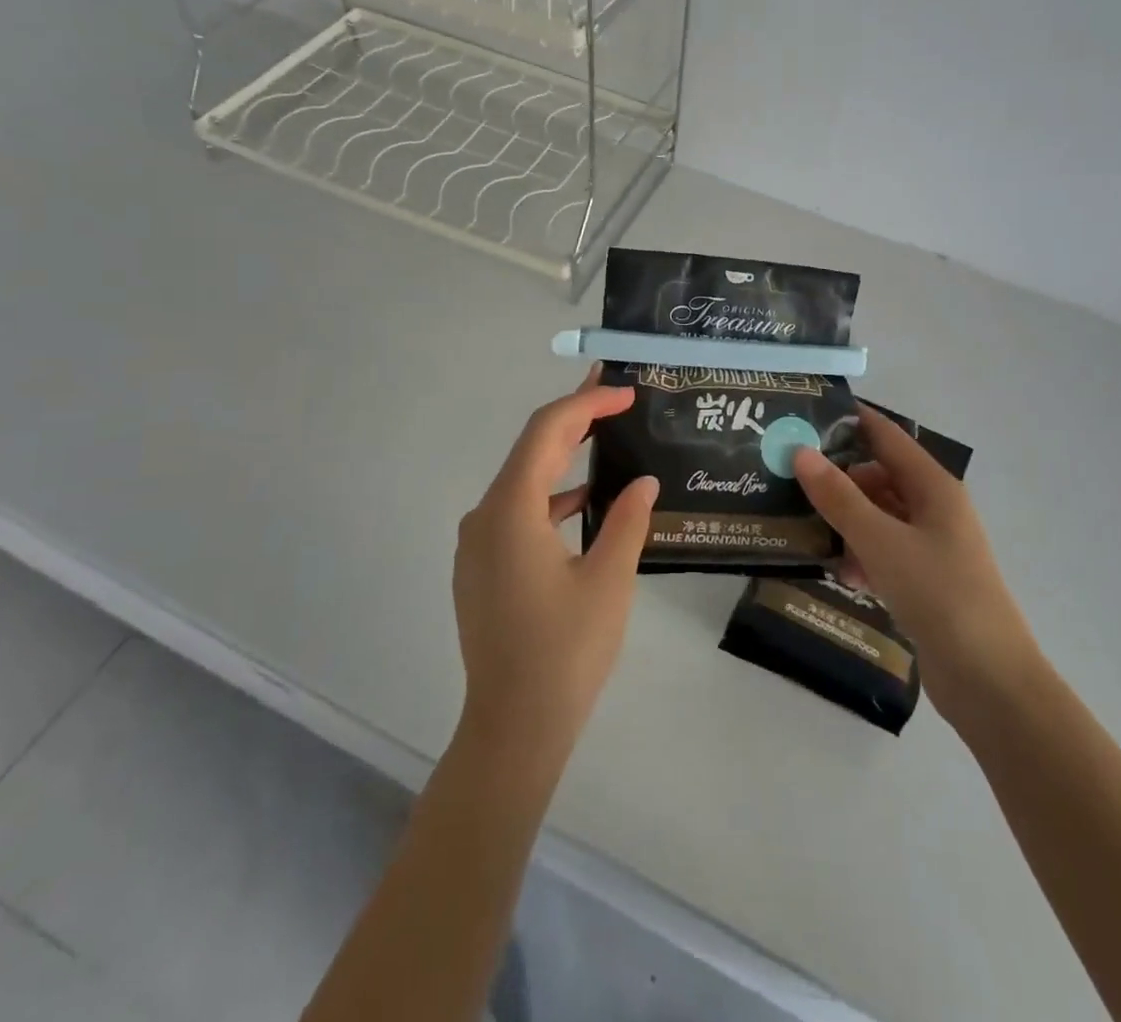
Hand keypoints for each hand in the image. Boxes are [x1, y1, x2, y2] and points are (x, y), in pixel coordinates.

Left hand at [453, 368, 659, 774]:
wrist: (512, 729)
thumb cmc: (565, 652)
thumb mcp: (609, 581)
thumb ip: (627, 521)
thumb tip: (643, 482)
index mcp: (510, 510)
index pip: (546, 432)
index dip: (585, 404)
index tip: (624, 391)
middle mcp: (484, 517)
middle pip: (531, 450)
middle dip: (573, 418)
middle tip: (615, 395)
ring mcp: (477, 544)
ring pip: (523, 481)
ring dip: (562, 457)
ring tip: (605, 437)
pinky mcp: (482, 568)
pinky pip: (517, 512)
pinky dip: (550, 497)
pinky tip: (584, 502)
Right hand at [792, 404, 1038, 726]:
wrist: (989, 680)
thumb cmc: (939, 594)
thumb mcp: (881, 540)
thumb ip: (839, 497)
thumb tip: (801, 453)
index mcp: (933, 486)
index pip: (886, 436)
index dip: (851, 420)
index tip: (807, 413)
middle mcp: (934, 508)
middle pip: (879, 476)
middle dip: (838, 477)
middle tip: (789, 478)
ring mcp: (932, 546)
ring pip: (879, 516)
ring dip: (846, 520)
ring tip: (801, 524)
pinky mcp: (925, 581)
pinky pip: (885, 552)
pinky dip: (862, 555)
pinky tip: (839, 572)